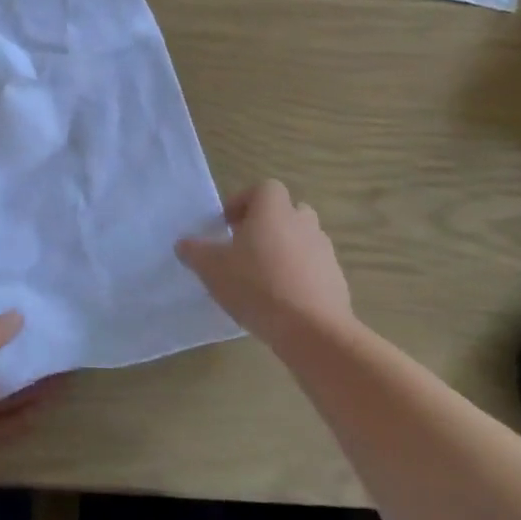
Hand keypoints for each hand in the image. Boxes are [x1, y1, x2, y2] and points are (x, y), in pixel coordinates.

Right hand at [177, 179, 351, 344]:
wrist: (313, 330)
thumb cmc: (257, 286)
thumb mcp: (212, 268)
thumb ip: (195, 252)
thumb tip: (183, 244)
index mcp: (273, 210)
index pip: (264, 188)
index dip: (244, 202)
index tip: (228, 226)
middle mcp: (302, 222)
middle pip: (287, 211)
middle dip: (267, 225)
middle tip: (246, 248)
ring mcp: (324, 251)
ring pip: (302, 240)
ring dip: (285, 251)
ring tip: (264, 278)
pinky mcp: (337, 280)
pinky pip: (314, 269)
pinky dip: (300, 277)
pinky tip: (283, 301)